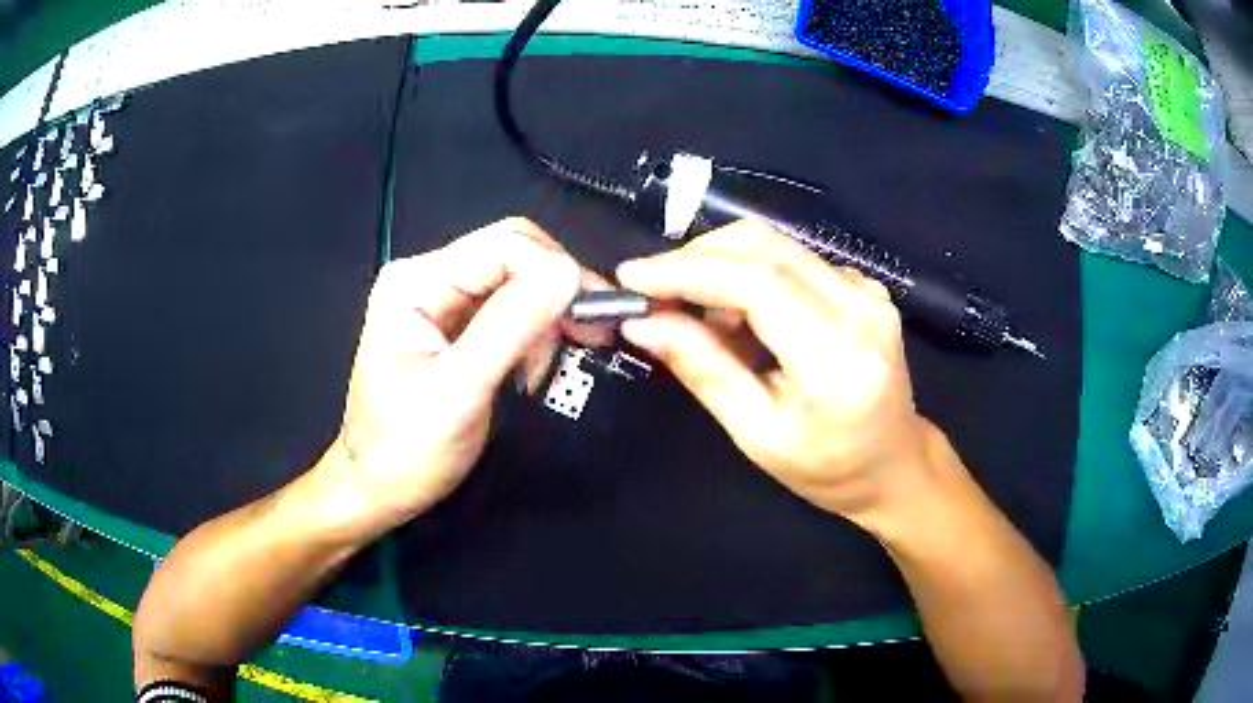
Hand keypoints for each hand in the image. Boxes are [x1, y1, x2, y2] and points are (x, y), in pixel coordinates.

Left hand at [320, 218, 582, 529]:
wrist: (379, 490)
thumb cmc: (405, 449)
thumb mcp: (459, 390)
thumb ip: (511, 327)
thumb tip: (568, 273)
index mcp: (416, 282)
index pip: (503, 245)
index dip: (555, 269)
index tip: (594, 314)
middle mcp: (430, 279)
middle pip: (515, 257)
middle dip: (557, 292)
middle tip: (591, 335)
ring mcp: (445, 303)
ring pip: (521, 284)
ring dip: (549, 319)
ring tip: (546, 369)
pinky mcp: (460, 328)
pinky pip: (514, 313)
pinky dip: (537, 336)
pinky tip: (534, 370)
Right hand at [617, 220, 949, 528]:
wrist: (895, 463)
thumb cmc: (827, 468)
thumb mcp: (758, 435)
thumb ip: (704, 370)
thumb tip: (644, 322)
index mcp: (837, 359)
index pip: (757, 285)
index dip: (688, 271)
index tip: (632, 277)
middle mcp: (860, 308)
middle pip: (764, 247)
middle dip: (695, 258)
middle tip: (652, 290)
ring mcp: (867, 290)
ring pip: (776, 245)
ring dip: (720, 265)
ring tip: (695, 314)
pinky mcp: (863, 285)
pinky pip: (792, 259)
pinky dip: (749, 274)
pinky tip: (740, 317)